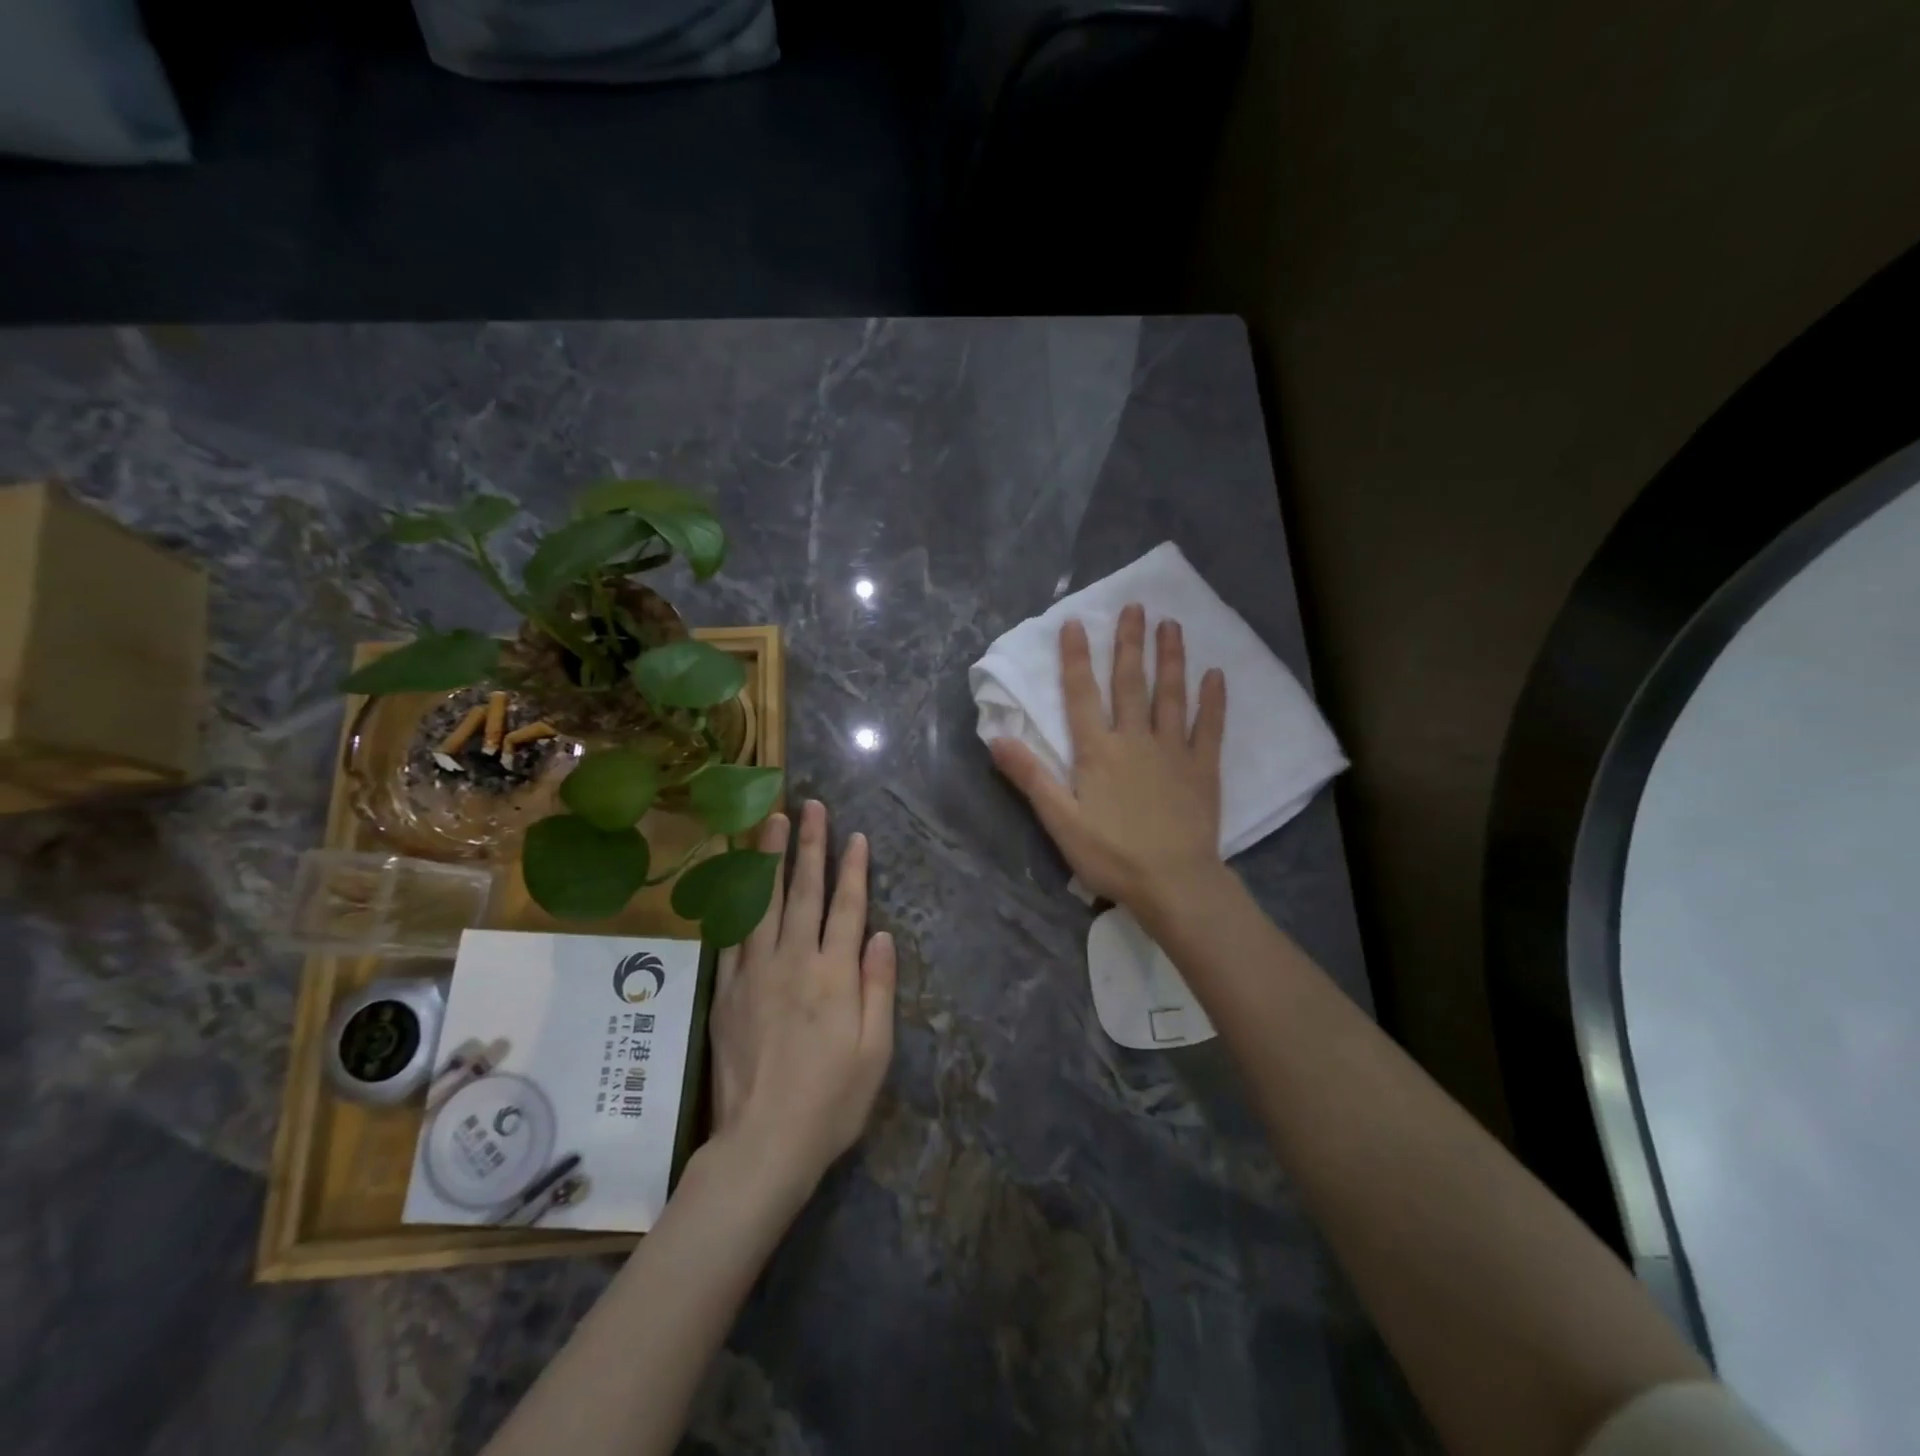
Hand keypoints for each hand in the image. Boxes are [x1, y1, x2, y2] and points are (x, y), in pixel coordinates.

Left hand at [707, 801, 895, 1199]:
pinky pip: (730, 935)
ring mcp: (754, 973)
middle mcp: (794, 961)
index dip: (854, 869)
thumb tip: (882, 935)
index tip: (856, 836)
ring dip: (769, 858)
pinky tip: (734, 877)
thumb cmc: (831, 1102)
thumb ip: (878, 987)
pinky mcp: (726, 991)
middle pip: (804, 893)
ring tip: (772, 821)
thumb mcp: (876, 1051)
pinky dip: (734, 901)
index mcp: (835, 975)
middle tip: (811, 807)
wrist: (763, 1143)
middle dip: (811, 846)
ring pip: (762, 903)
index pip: (848, 908)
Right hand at [990, 604, 1226, 919]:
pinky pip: (1210, 727)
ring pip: (1171, 695)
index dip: (1075, 659)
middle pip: (1130, 684)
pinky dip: (1213, 700)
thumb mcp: (1059, 820)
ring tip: (1172, 625)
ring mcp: (1173, 751)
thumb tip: (996, 738)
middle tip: (1135, 607)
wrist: (1173, 882)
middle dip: (1129, 644)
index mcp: (1097, 752)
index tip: (1076, 623)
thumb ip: (1030, 777)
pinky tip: (1216, 674)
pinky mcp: (1203, 768)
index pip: (1081, 696)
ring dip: (1170, 659)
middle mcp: (1135, 740)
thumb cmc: (1111, 855)